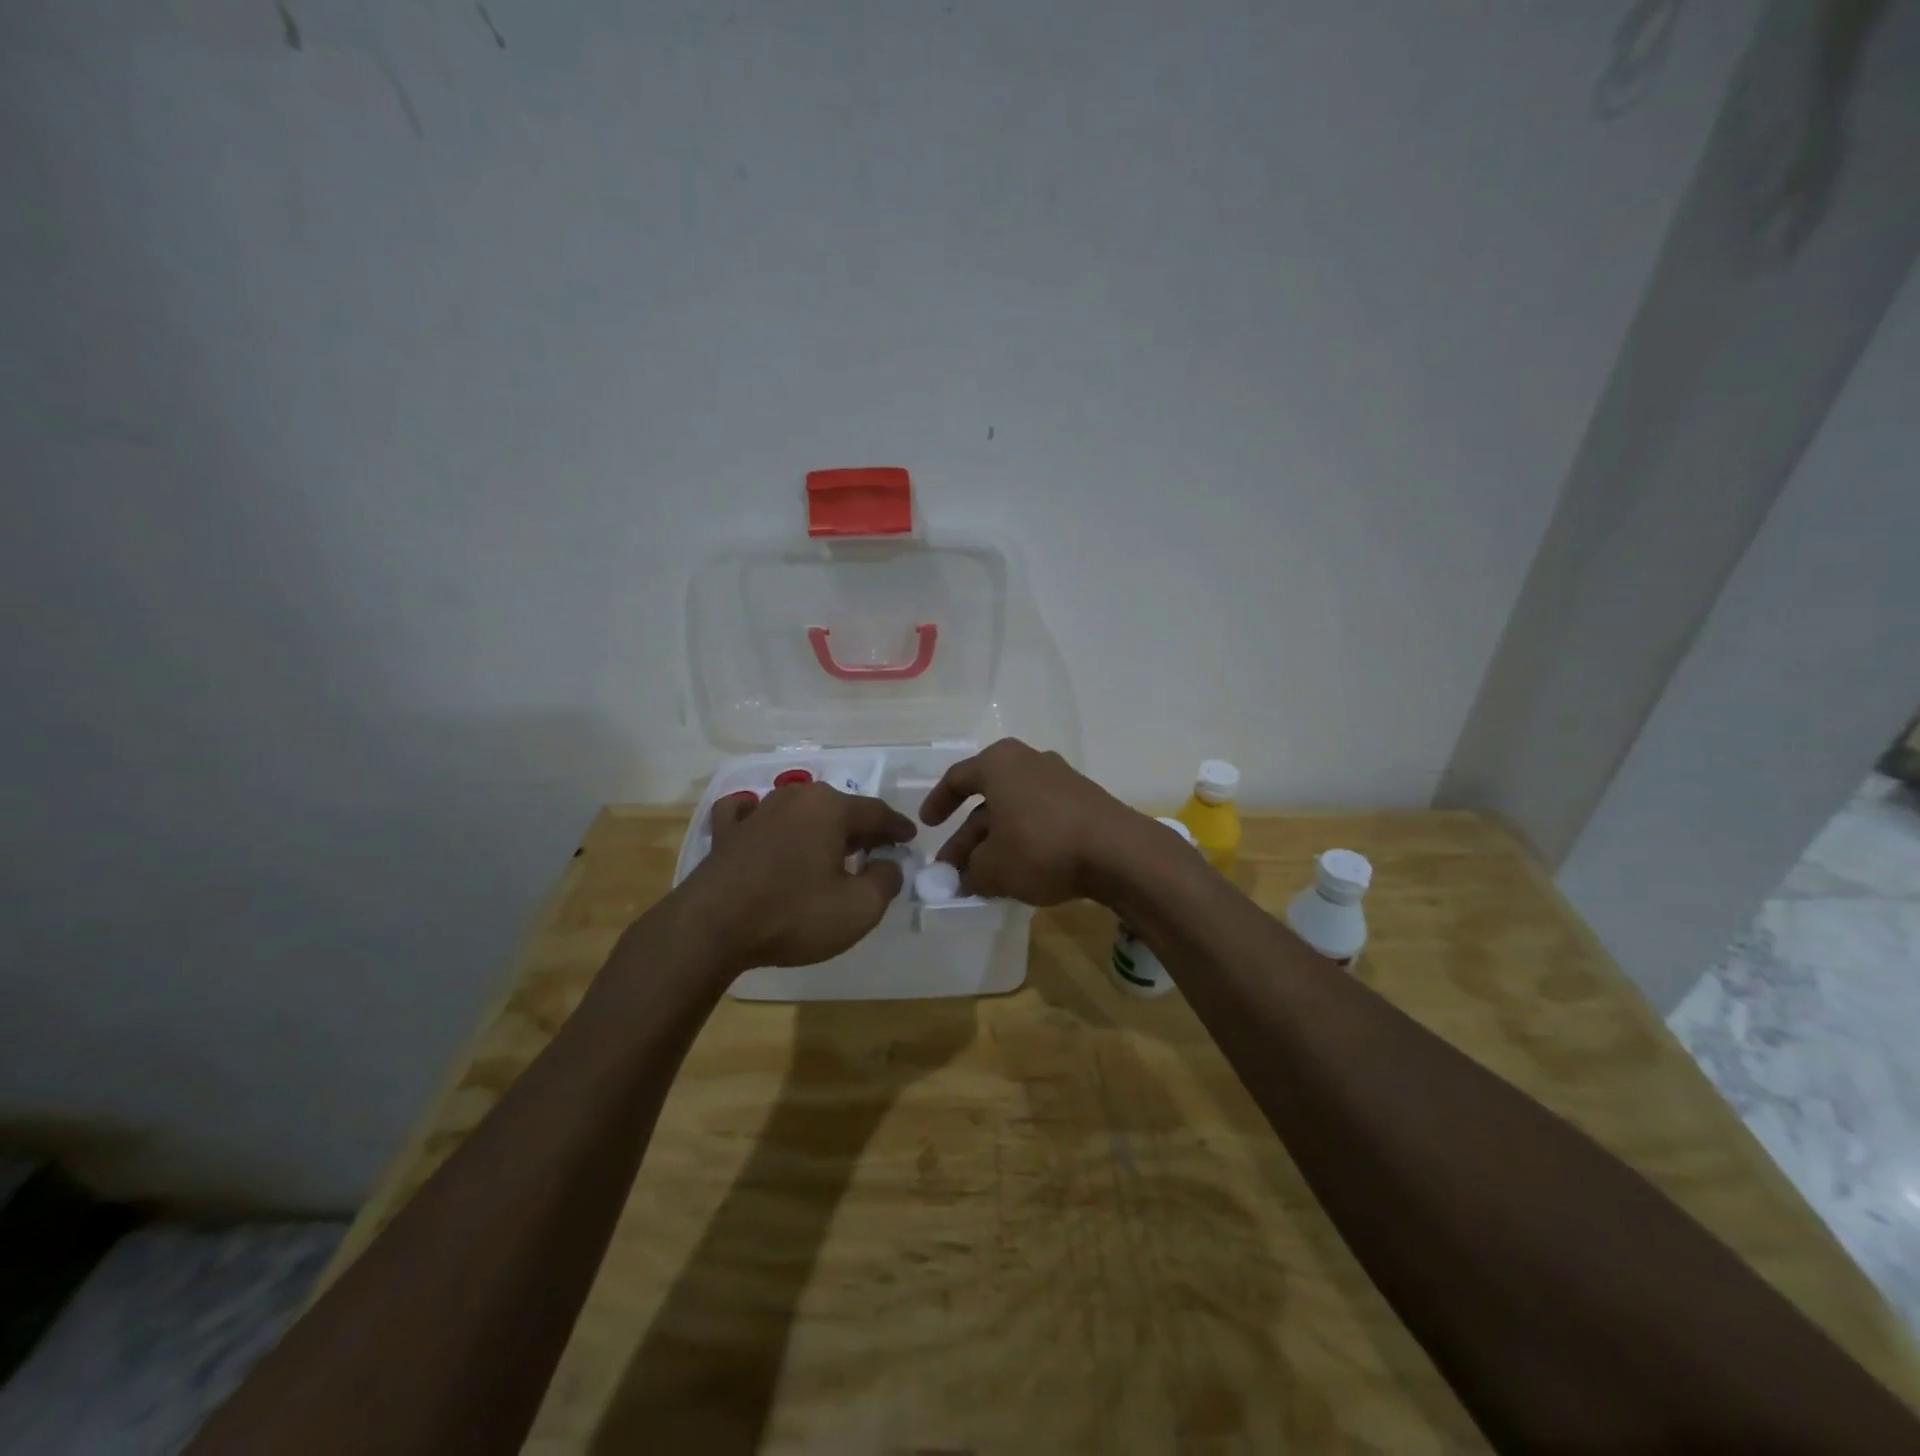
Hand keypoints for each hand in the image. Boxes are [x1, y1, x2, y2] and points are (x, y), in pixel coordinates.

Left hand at [678, 783, 916, 973]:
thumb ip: (886, 880)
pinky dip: (763, 818)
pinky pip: (750, 813)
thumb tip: (889, 864)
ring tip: (830, 845)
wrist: (711, 928)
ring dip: (818, 825)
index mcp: (831, 808)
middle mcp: (795, 798)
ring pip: (799, 809)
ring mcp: (757, 811)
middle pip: (839, 808)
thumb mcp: (859, 908)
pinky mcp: (726, 832)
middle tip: (876, 848)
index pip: (877, 813)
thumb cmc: (793, 914)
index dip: (897, 828)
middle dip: (861, 827)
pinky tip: (762, 823)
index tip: (910, 839)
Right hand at [918, 738, 1152, 904]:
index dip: (938, 802)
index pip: (958, 778)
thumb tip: (965, 878)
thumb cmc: (1041, 846)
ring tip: (983, 879)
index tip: (927, 825)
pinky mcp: (1084, 802)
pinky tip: (1019, 873)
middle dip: (967, 837)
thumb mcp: (993, 867)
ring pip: (1015, 812)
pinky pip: (1041, 819)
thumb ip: (970, 872)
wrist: (1118, 852)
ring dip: (995, 843)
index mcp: (1000, 763)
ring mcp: (1061, 780)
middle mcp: (1029, 762)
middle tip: (953, 870)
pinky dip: (1024, 842)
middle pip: (987, 800)